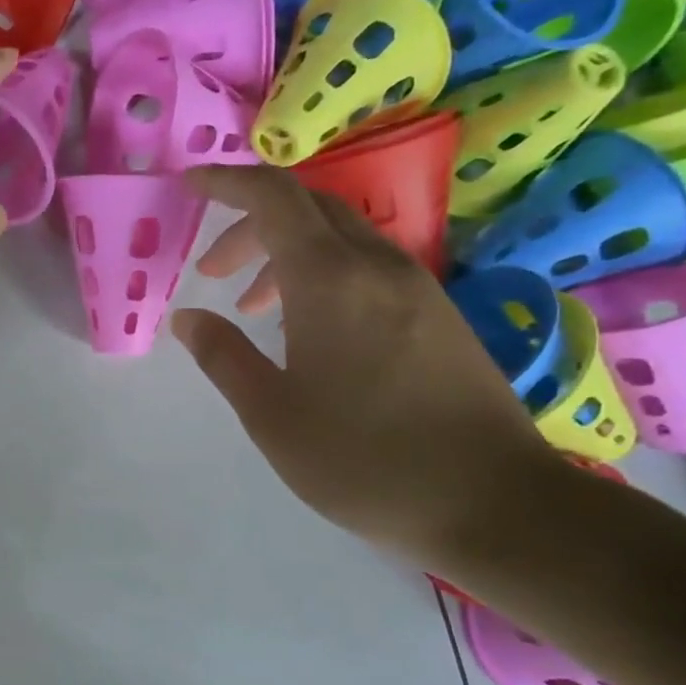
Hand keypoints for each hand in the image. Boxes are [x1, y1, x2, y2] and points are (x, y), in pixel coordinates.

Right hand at [171, 165, 553, 562]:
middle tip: (210, 270)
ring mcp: (415, 287)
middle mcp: (377, 265)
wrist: (496, 503)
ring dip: (285, 253)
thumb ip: (223, 356)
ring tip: (251, 305)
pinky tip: (308, 327)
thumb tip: (189, 318)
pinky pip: (366, 265)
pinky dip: (322, 273)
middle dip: (249, 224)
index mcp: (330, 280)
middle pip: (306, 208)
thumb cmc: (364, 459)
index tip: (189, 185)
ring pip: (339, 236)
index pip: (273, 197)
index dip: (227, 181)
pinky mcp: (437, 314)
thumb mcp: (271, 414)